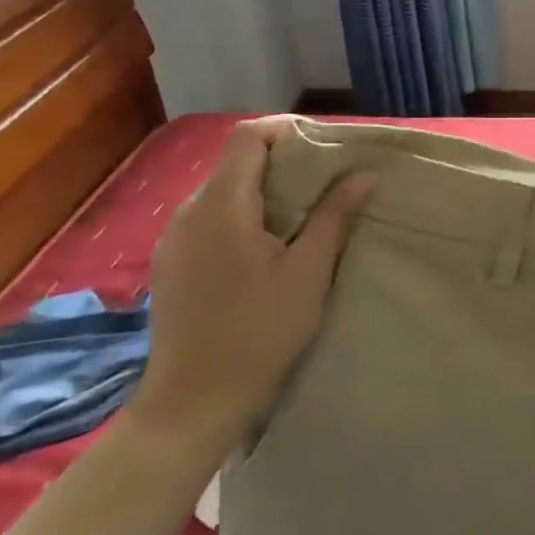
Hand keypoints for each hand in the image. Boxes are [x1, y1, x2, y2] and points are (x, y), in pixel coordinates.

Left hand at [125, 117, 374, 462]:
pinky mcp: (171, 263)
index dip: (287, 131)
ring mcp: (173, 239)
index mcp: (221, 206)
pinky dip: (242, 215)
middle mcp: (188, 212)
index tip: (325, 149)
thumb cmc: (258, 334)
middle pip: (236, 162)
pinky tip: (265, 249)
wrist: (191, 404)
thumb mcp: (308, 273)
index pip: (248, 137)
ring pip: (223, 191)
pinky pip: (209, 218)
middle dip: (282, 162)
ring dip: (263, 191)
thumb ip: (334, 216)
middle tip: (326, 185)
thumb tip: (363, 174)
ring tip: (302, 218)